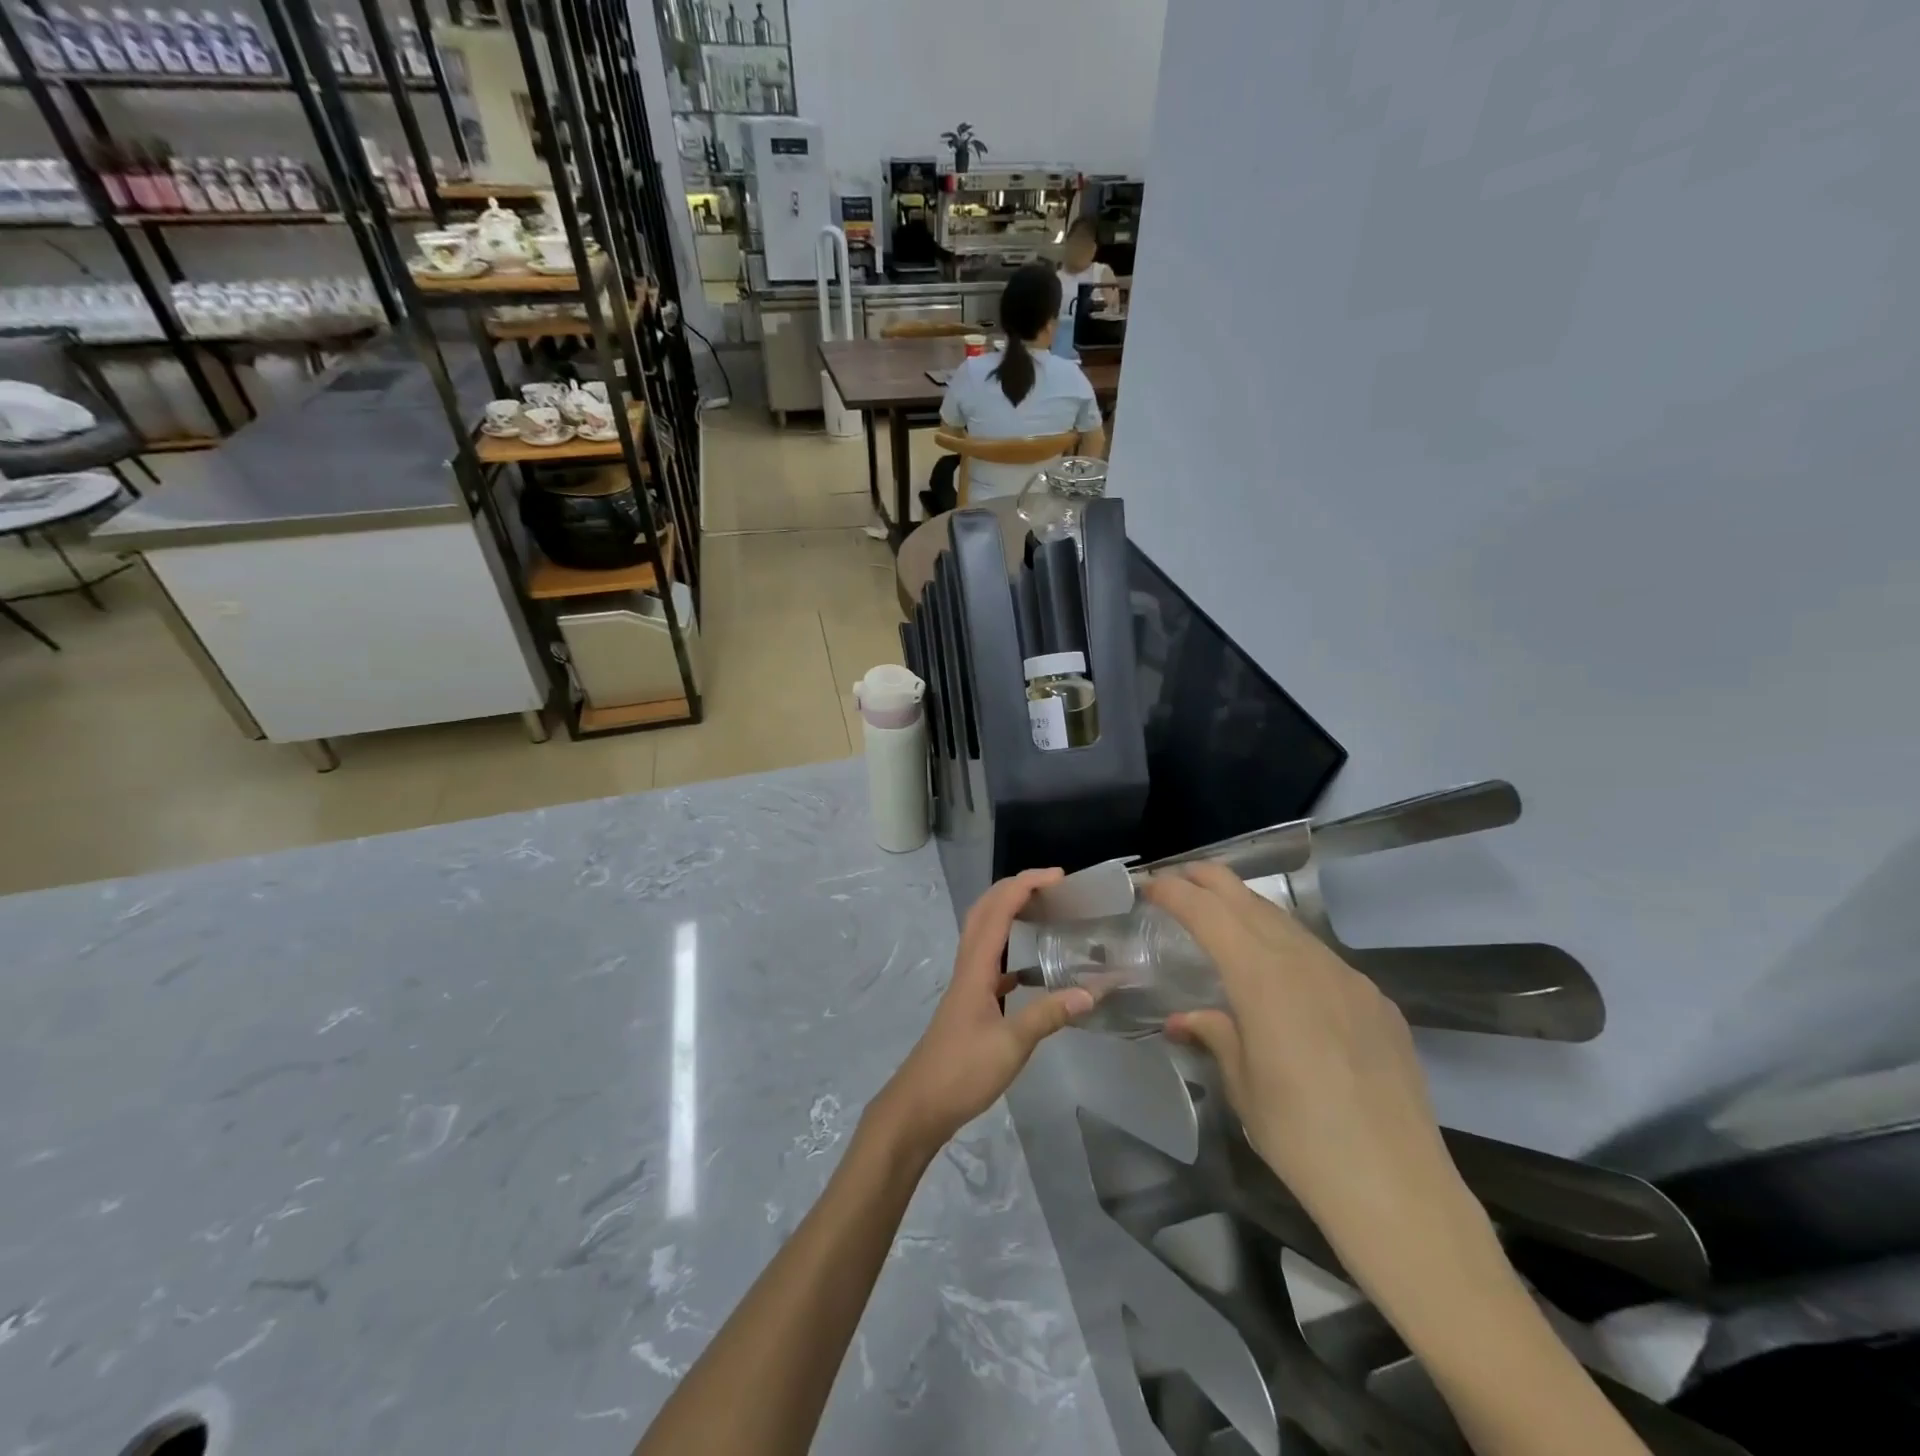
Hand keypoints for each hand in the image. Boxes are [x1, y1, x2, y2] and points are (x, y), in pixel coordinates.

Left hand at [872, 868, 1092, 1154]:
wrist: (920, 1104)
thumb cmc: (961, 1072)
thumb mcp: (1011, 1046)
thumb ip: (1048, 1016)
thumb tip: (1091, 992)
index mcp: (976, 967)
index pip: (999, 909)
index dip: (1025, 885)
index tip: (1058, 877)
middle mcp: (968, 966)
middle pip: (985, 910)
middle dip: (1015, 887)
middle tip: (1051, 885)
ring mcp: (966, 984)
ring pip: (984, 932)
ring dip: (1008, 912)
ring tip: (1041, 910)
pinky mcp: (969, 1002)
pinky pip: (989, 960)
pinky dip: (1008, 950)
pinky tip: (1029, 969)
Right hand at [1142, 864, 1466, 1241]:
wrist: (1397, 1188)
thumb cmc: (1300, 1138)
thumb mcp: (1242, 1085)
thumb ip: (1215, 1035)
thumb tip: (1186, 1018)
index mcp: (1263, 978)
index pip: (1209, 914)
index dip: (1175, 892)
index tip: (1150, 885)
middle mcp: (1306, 963)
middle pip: (1250, 901)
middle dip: (1211, 881)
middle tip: (1181, 876)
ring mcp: (1349, 978)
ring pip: (1289, 925)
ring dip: (1251, 910)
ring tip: (1225, 913)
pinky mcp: (1377, 1002)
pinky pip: (1322, 958)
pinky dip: (1289, 947)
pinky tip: (1284, 973)